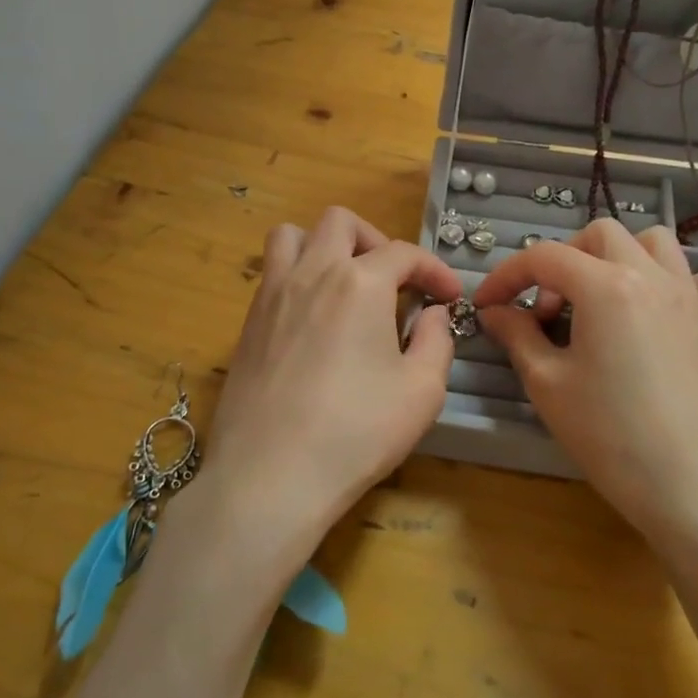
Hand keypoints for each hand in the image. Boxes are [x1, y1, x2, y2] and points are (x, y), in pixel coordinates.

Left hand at [181, 207, 461, 569]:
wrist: (270, 475)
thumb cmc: (356, 432)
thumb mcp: (422, 391)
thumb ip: (437, 340)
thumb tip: (432, 313)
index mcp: (359, 283)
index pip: (404, 253)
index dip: (434, 270)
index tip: (449, 297)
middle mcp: (312, 273)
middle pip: (341, 222)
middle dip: (376, 241)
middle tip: (394, 282)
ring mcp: (272, 295)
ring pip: (293, 236)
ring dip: (324, 245)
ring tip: (345, 284)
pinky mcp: (248, 323)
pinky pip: (272, 273)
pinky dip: (298, 276)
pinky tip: (314, 319)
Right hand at [472, 218, 697, 561]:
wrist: (693, 487)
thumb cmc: (610, 436)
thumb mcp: (547, 384)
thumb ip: (516, 335)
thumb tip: (495, 311)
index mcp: (606, 286)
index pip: (544, 257)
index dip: (507, 275)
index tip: (486, 304)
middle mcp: (651, 276)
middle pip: (599, 234)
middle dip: (563, 259)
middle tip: (547, 308)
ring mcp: (690, 296)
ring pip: (654, 242)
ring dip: (617, 257)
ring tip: (599, 299)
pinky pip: (697, 277)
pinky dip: (670, 280)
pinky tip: (655, 313)